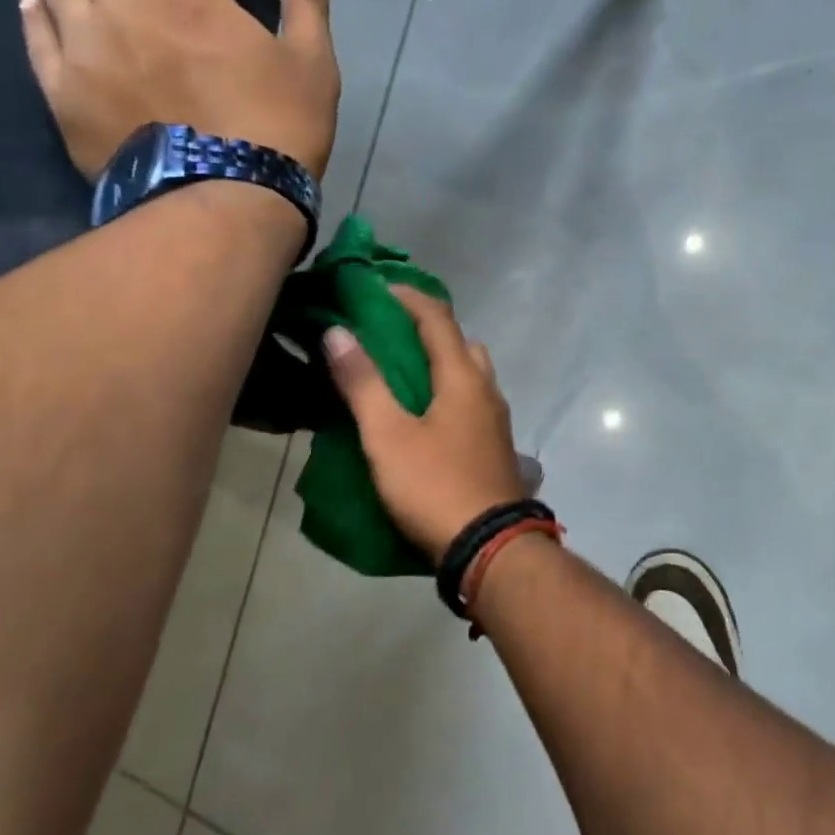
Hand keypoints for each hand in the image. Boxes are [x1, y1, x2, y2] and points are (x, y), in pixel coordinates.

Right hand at [323, 287, 528, 562]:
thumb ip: (363, 383)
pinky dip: (447, 391)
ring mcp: (495, 419)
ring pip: (469, 374)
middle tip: (388, 332)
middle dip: (426, 328)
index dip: (408, 297)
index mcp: (463, 377)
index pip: (437, 318)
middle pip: (459, 342)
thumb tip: (338, 333)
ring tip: (400, 374)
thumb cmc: (435, 485)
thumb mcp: (388, 435)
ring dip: (439, 362)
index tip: (376, 288)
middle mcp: (486, 389)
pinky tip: (423, 415)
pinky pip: (470, 401)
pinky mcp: (494, 446)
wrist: (489, 546)